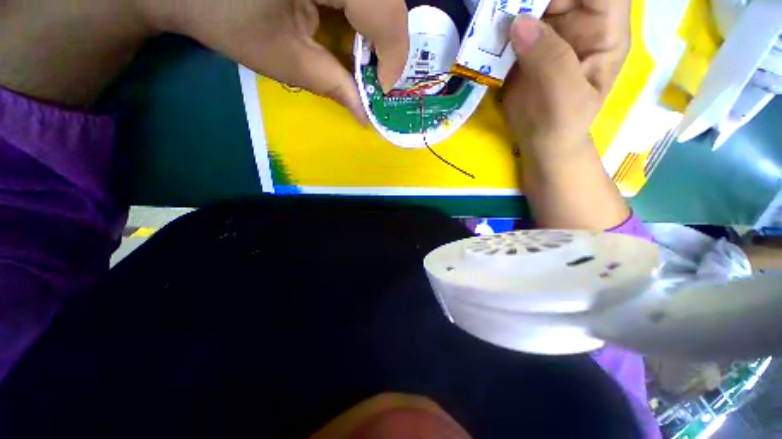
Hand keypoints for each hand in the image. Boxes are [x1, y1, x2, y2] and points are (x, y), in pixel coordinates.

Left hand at [0, 0, 408, 121]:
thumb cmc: (222, 14)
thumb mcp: (285, 59)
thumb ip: (333, 85)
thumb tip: (366, 115)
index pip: (387, 13)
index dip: (392, 58)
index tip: (383, 90)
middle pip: (388, 1)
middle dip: (385, 45)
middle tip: (373, 76)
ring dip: (374, 30)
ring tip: (360, 57)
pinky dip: (360, 14)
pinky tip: (346, 29)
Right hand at [502, 0, 631, 230]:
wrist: (539, 140)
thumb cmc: (560, 125)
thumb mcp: (564, 98)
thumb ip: (550, 60)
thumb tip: (519, 23)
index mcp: (606, 31)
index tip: (534, 1)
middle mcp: (582, 21)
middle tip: (505, 6)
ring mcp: (553, 30)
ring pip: (535, 0)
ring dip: (513, 4)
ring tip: (493, 16)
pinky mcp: (529, 42)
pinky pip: (515, 20)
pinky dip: (500, 21)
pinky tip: (488, 29)